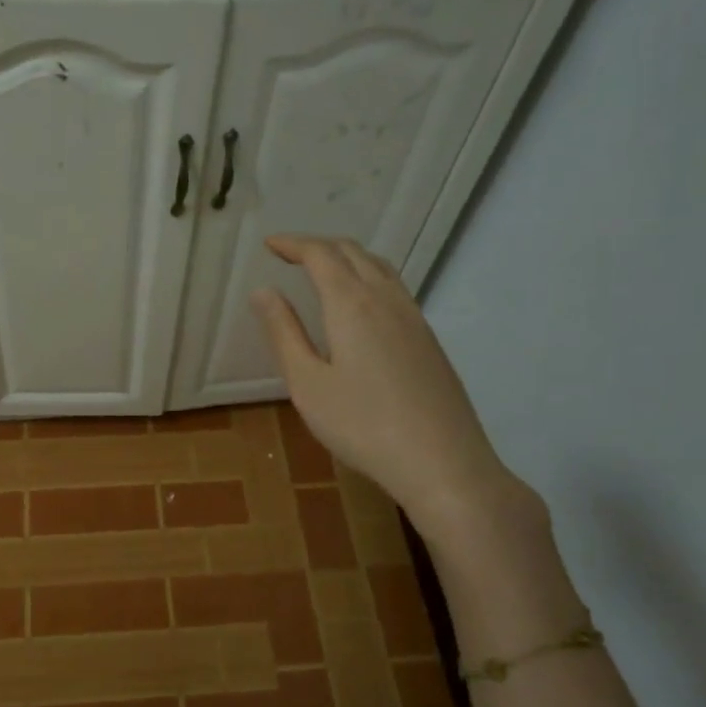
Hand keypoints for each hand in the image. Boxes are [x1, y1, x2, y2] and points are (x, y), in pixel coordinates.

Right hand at [251, 234, 508, 512]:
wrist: (442, 462)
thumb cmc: (362, 425)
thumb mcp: (308, 384)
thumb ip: (284, 334)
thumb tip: (263, 292)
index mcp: (351, 304)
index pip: (320, 255)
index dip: (293, 244)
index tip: (269, 244)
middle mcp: (386, 300)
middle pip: (353, 253)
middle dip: (319, 246)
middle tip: (290, 254)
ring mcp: (414, 318)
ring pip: (379, 268)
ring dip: (347, 258)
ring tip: (323, 270)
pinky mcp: (429, 339)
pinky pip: (395, 289)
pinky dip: (369, 277)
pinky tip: (361, 305)